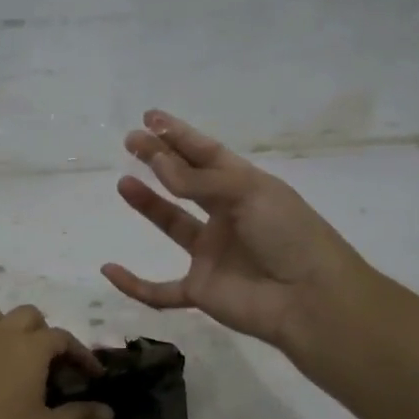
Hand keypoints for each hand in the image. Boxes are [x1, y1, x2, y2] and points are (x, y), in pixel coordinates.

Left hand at [0, 306, 110, 418]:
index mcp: (28, 349)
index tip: (90, 376)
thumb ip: (77, 415)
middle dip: (42, 334)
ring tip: (10, 362)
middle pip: (26, 316)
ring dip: (6, 332)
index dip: (80, 354)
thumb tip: (108, 411)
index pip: (62, 337)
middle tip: (49, 366)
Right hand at [104, 108, 418, 418]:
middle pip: (186, 184)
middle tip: (131, 141)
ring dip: (147, 205)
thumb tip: (158, 162)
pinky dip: (134, 284)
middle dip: (160, 160)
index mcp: (246, 188)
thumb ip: (199, 182)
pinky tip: (109, 269)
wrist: (309, 300)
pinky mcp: (200, 290)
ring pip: (171, 225)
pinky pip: (159, 290)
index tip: (150, 119)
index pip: (207, 154)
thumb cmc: (289, 236)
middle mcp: (227, 216)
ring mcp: (212, 254)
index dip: (180, 135)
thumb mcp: (249, 194)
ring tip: (124, 183)